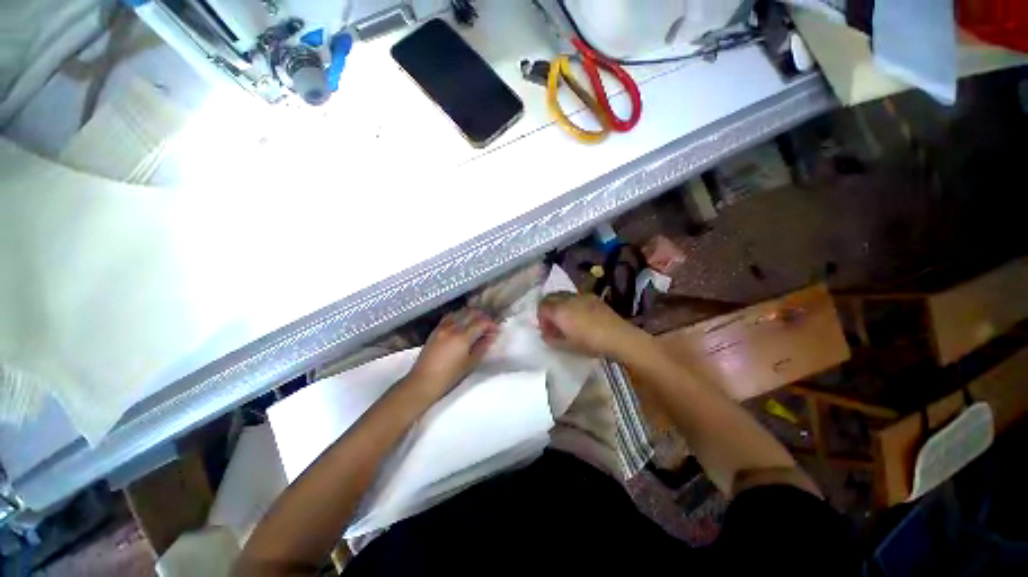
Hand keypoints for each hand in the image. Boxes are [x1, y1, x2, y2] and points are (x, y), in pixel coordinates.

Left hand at [406, 309, 497, 399]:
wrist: (423, 381)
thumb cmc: (449, 376)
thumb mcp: (470, 363)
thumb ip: (482, 347)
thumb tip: (491, 336)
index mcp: (463, 337)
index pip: (481, 323)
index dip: (491, 325)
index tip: (497, 330)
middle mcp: (453, 328)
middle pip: (471, 313)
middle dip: (483, 317)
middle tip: (489, 326)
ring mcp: (442, 327)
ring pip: (460, 313)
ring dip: (471, 315)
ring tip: (477, 323)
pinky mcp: (435, 330)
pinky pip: (450, 317)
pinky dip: (459, 316)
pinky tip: (462, 324)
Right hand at [537, 293, 645, 358]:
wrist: (618, 337)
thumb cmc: (590, 343)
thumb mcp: (567, 346)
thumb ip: (551, 339)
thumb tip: (545, 335)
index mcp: (559, 311)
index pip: (542, 307)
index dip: (541, 319)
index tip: (546, 331)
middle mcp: (568, 299)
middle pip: (550, 297)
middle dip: (548, 309)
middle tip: (553, 323)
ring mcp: (581, 296)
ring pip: (563, 295)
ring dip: (559, 305)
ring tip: (566, 319)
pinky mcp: (592, 297)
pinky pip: (576, 297)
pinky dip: (571, 303)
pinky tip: (580, 316)